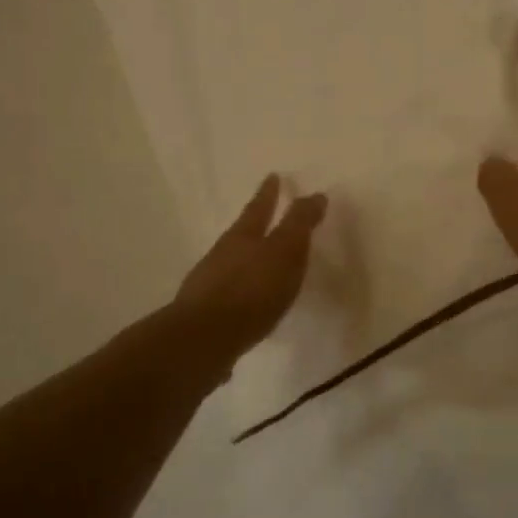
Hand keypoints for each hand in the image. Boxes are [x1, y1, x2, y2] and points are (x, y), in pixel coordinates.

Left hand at [172, 175, 327, 358]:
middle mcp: (221, 255)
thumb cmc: (251, 290)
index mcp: (242, 236)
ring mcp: (208, 285)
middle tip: (265, 217)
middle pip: (241, 234)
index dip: (269, 193)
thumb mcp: (285, 252)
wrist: (203, 340)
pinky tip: (248, 308)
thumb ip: (300, 224)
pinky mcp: (205, 316)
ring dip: (246, 262)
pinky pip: (228, 296)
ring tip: (260, 266)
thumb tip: (315, 194)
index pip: (259, 208)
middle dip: (254, 225)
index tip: (273, 176)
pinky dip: (240, 294)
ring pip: (231, 265)